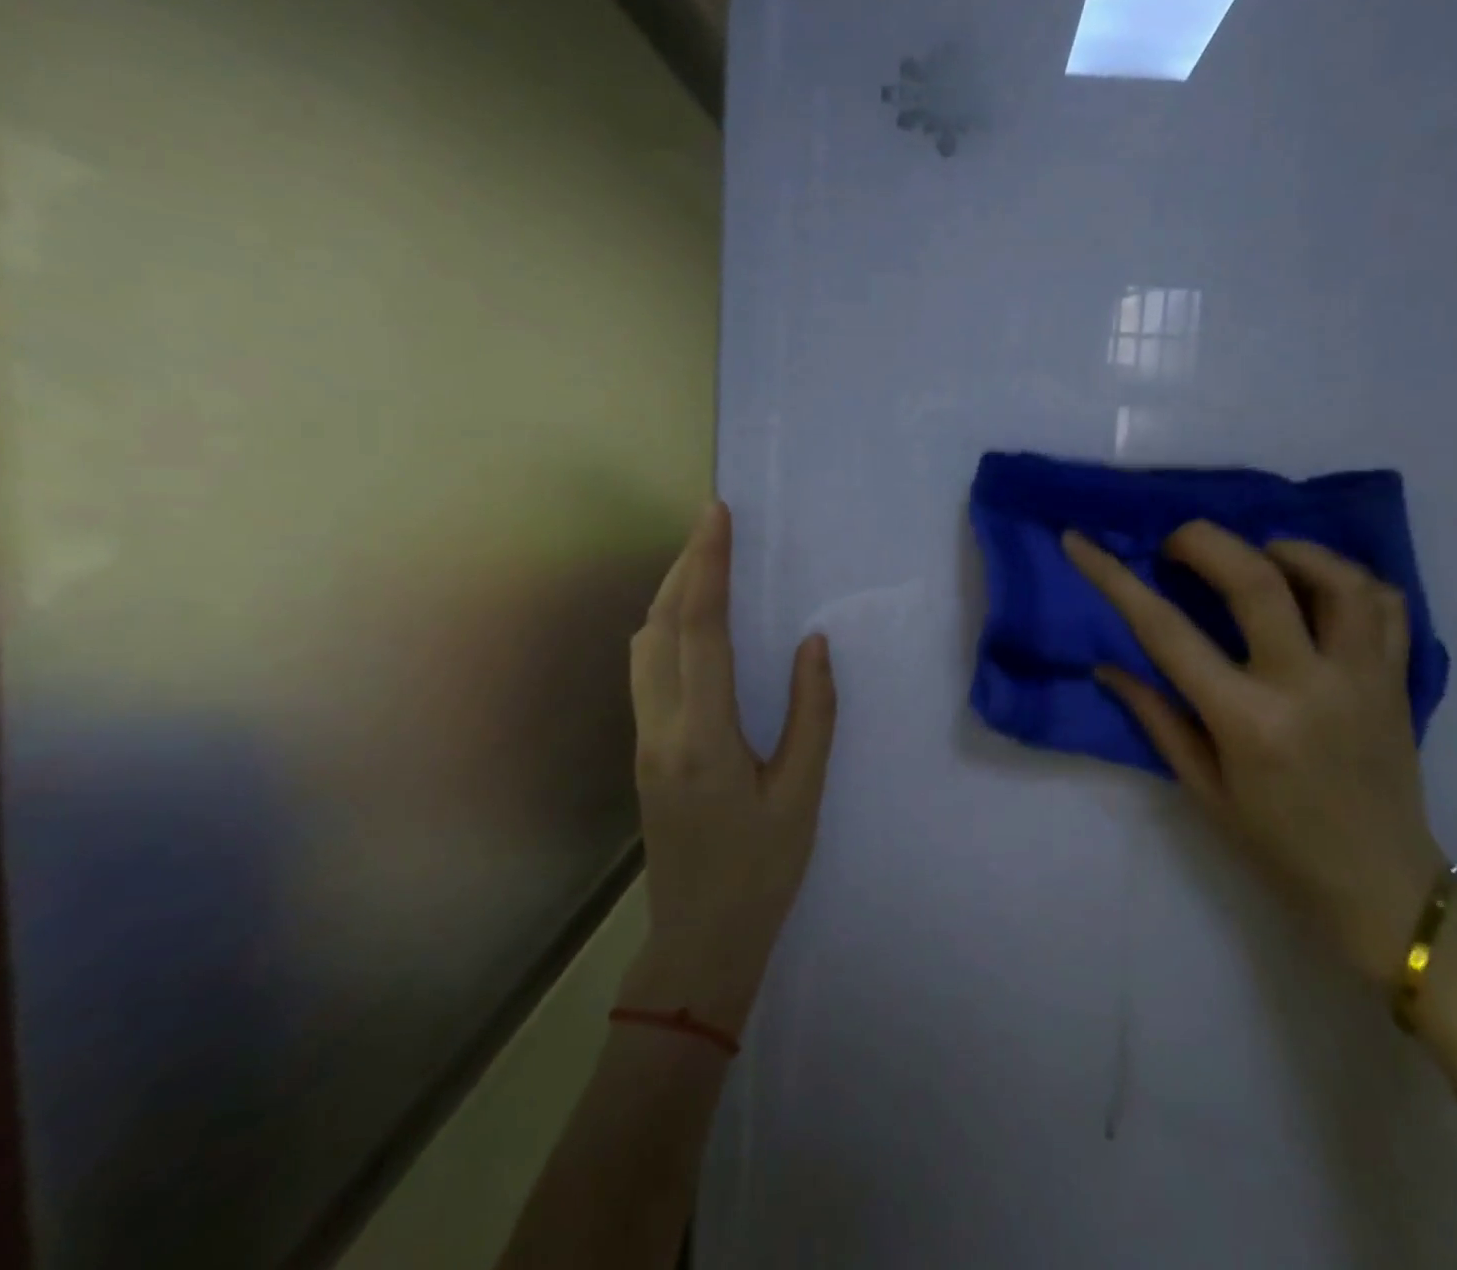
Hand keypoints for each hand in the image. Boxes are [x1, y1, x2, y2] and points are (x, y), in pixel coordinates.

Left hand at [625, 502, 835, 1031]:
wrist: (700, 940)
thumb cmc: (762, 870)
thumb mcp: (802, 794)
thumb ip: (811, 713)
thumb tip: (812, 643)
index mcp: (703, 736)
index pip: (701, 630)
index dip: (709, 566)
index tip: (716, 516)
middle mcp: (660, 728)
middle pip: (662, 625)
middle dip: (685, 566)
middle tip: (712, 523)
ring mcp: (644, 739)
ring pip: (645, 645)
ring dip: (671, 595)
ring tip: (705, 563)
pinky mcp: (644, 750)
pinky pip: (646, 669)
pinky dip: (665, 628)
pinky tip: (690, 624)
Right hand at [1064, 523, 1443, 983]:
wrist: (1380, 887)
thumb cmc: (1276, 844)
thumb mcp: (1202, 788)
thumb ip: (1155, 716)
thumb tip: (1108, 664)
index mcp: (1246, 721)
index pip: (1165, 631)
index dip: (1113, 577)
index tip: (1080, 542)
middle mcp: (1307, 686)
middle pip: (1256, 579)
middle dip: (1203, 540)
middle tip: (1176, 544)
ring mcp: (1362, 677)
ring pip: (1335, 577)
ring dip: (1285, 550)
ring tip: (1255, 557)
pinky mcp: (1398, 678)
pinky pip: (1386, 603)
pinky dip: (1346, 577)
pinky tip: (1315, 585)